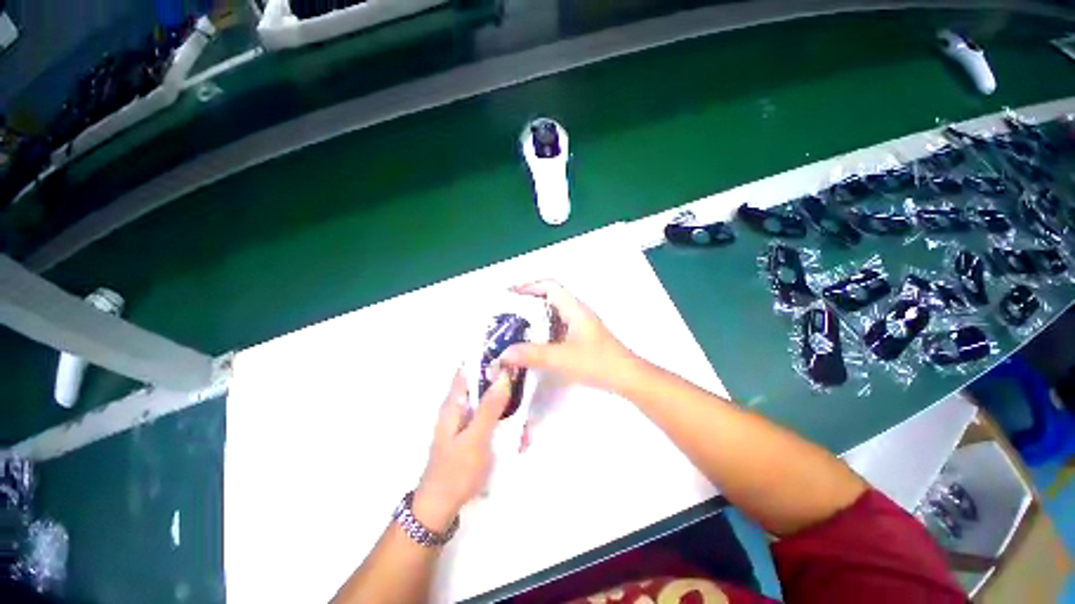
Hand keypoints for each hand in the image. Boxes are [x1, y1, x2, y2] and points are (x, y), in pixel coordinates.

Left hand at [413, 370, 511, 532]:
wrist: (441, 509)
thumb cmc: (456, 471)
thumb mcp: (476, 437)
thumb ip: (490, 406)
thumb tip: (504, 374)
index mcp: (454, 403)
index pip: (468, 369)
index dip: (487, 359)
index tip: (510, 357)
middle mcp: (460, 408)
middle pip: (484, 387)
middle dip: (506, 390)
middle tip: (525, 396)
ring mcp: (468, 423)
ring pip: (493, 406)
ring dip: (510, 413)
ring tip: (525, 431)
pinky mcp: (475, 436)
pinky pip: (494, 423)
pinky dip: (507, 428)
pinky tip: (519, 442)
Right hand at [501, 280, 640, 392]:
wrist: (627, 378)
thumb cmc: (598, 362)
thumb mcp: (563, 358)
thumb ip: (532, 355)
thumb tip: (504, 354)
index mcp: (575, 309)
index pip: (550, 286)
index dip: (530, 285)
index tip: (510, 294)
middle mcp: (577, 312)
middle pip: (550, 297)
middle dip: (529, 301)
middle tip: (508, 312)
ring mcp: (580, 325)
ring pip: (554, 313)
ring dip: (535, 317)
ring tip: (516, 326)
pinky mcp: (581, 338)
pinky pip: (558, 327)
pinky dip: (543, 330)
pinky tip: (534, 343)